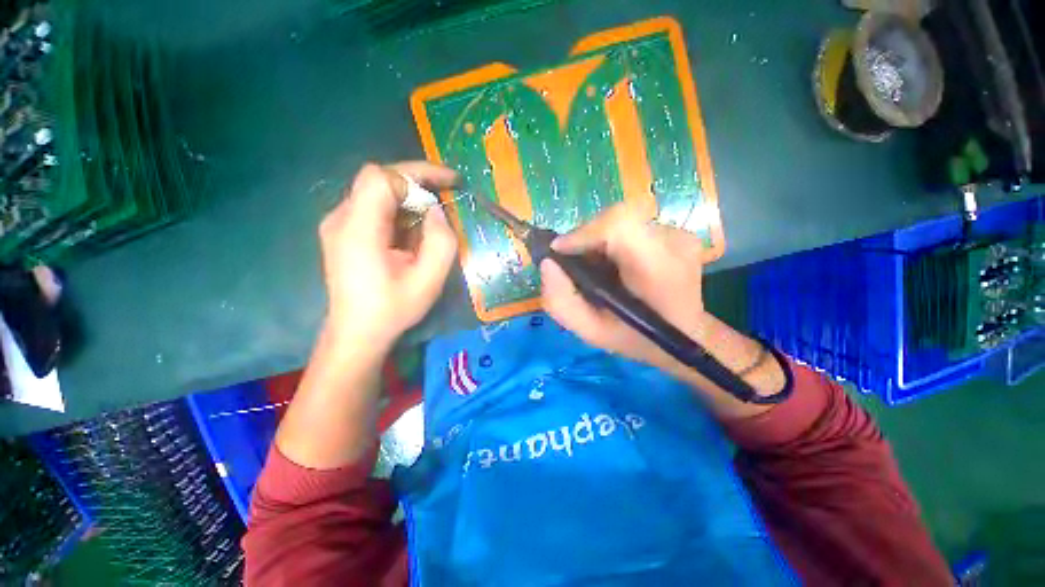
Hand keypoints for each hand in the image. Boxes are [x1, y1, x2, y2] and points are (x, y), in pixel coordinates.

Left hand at [319, 162, 457, 350]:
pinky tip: (411, 231)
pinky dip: (398, 210)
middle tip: (446, 196)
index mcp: (358, 230)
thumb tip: (436, 211)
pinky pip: (372, 206)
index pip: (381, 178)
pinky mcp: (342, 231)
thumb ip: (440, 242)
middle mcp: (341, 219)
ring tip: (431, 221)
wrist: (357, 333)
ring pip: (376, 191)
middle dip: (417, 183)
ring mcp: (338, 224)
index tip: (449, 183)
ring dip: (409, 199)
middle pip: (378, 180)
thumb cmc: (393, 310)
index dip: (417, 174)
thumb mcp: (429, 281)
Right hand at [540, 203, 711, 370]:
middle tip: (575, 265)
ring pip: (623, 221)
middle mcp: (674, 242)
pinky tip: (616, 265)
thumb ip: (561, 302)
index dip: (583, 232)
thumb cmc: (638, 339)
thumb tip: (547, 264)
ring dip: (598, 240)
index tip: (559, 252)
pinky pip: (634, 227)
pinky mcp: (679, 233)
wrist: (686, 339)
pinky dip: (614, 242)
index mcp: (657, 269)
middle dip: (585, 238)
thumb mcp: (591, 333)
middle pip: (617, 219)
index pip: (619, 224)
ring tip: (595, 268)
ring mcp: (680, 235)